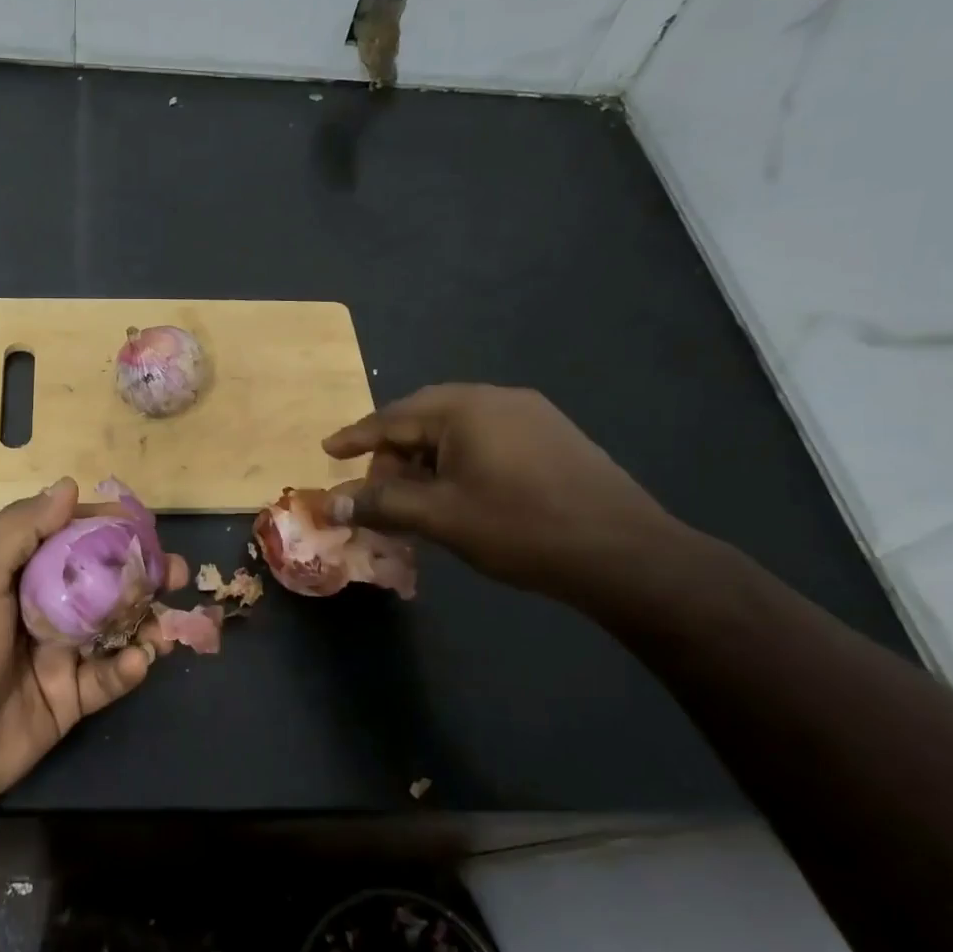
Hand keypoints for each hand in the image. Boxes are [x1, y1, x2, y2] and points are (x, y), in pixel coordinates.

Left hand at [0, 479, 184, 816]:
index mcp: (18, 575)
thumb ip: (21, 529)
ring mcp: (59, 655)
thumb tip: (68, 486)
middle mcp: (43, 609)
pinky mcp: (71, 699)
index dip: (105, 526)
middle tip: (174, 571)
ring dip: (146, 620)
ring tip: (168, 621)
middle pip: (102, 582)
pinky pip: (109, 678)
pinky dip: (128, 668)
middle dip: (141, 574)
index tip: (142, 523)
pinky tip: (137, 661)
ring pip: (115, 629)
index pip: (69, 538)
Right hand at [322, 384, 675, 598]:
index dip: (356, 438)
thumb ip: (381, 504)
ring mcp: (531, 415)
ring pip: (457, 430)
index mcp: (465, 408)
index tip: (327, 451)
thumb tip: (329, 503)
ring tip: (413, 496)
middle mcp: (497, 398)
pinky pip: (486, 439)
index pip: (393, 418)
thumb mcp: (441, 518)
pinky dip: (458, 461)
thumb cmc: (521, 528)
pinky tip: (457, 493)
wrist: (625, 554)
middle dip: (392, 451)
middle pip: (424, 418)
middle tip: (373, 486)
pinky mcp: (552, 436)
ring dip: (425, 459)